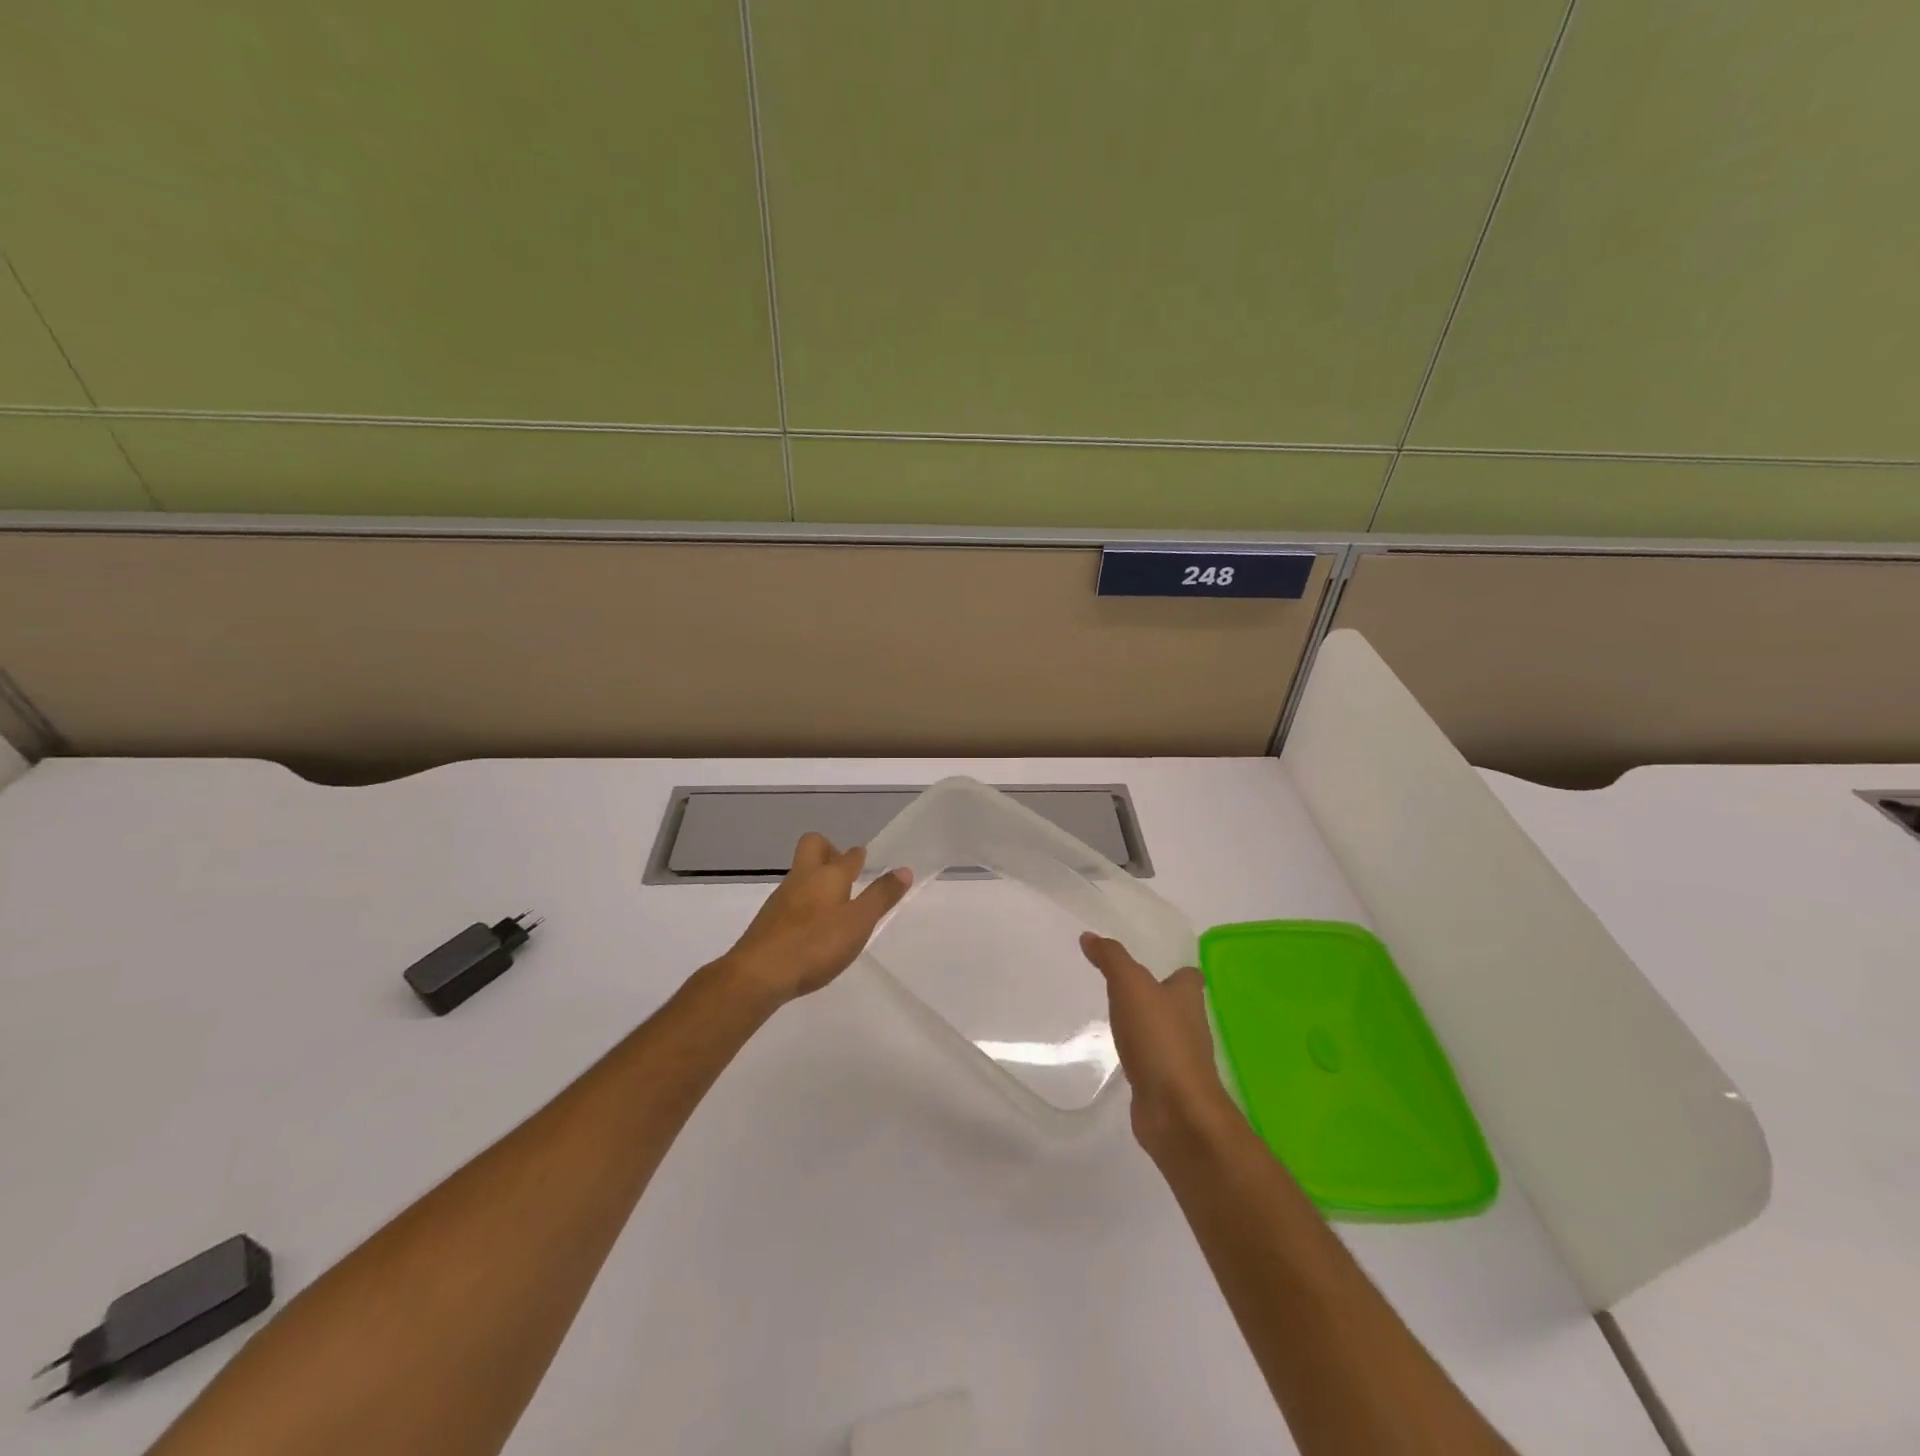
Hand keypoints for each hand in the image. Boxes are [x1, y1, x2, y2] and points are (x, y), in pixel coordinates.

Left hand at [721, 833, 912, 1006]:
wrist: (759, 974)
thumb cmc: (815, 944)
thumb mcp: (858, 922)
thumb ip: (880, 896)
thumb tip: (904, 870)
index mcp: (827, 875)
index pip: (848, 855)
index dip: (858, 856)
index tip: (866, 860)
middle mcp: (802, 878)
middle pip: (813, 846)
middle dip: (829, 851)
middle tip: (846, 873)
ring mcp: (781, 898)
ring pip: (801, 875)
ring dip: (817, 881)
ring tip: (834, 905)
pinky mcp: (768, 921)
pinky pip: (791, 900)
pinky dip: (804, 904)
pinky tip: (812, 929)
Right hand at [1080, 932, 1234, 1154]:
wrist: (1176, 1111)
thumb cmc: (1159, 1039)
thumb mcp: (1130, 986)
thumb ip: (1111, 958)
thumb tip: (1090, 936)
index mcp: (1188, 998)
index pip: (1189, 977)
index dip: (1175, 970)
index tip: (1152, 964)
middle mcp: (1191, 1026)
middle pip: (1177, 1006)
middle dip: (1156, 998)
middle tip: (1124, 988)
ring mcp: (1180, 1060)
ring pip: (1164, 1036)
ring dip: (1146, 1029)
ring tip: (1116, 1018)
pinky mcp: (1166, 1087)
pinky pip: (1151, 1065)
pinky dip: (1139, 1059)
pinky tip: (1119, 1056)